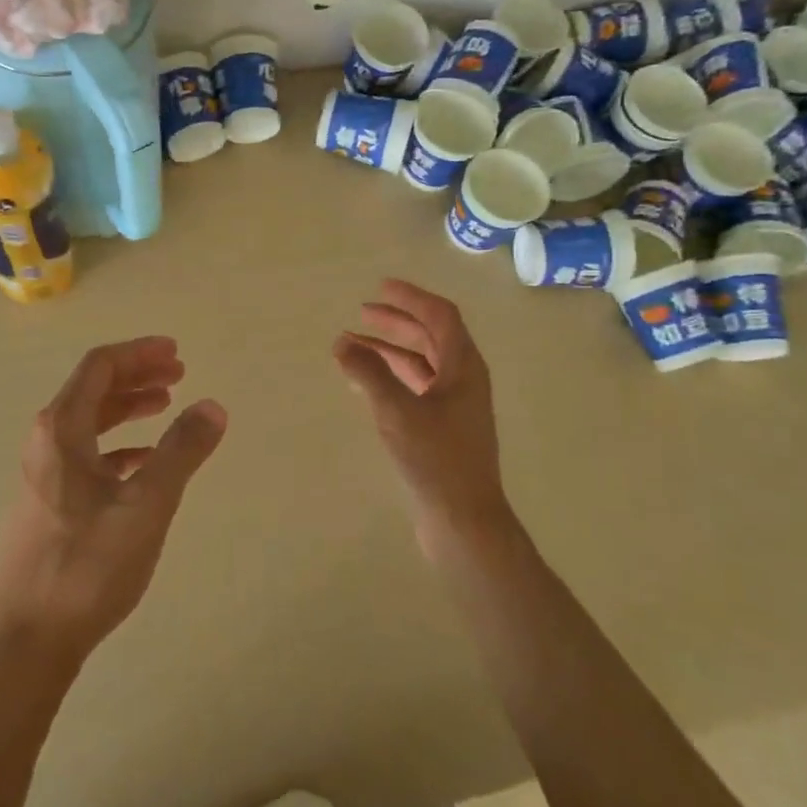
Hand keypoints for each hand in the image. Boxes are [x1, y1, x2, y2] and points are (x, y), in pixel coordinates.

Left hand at [0, 337, 226, 663]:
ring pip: (90, 423)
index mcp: (61, 430)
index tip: (176, 352)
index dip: (139, 353)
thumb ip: (181, 452)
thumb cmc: (86, 565)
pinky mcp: (48, 504)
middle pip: (93, 390)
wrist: (27, 639)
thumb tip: (213, 406)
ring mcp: (43, 474)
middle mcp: (46, 443)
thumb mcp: (146, 505)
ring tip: (166, 406)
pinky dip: (118, 446)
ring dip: (128, 408)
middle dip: (137, 376)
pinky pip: (87, 455)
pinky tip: (144, 461)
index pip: (100, 367)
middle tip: (178, 374)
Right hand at [334, 280, 511, 544]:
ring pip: (421, 363)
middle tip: (362, 314)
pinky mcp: (443, 428)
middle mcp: (464, 379)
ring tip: (352, 346)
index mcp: (464, 366)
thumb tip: (342, 343)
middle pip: (430, 336)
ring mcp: (455, 405)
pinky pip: (416, 387)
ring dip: (390, 350)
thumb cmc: (435, 458)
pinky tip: (366, 382)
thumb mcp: (397, 410)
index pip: (440, 316)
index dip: (411, 297)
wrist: (464, 519)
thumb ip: (369, 373)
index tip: (381, 287)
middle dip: (397, 322)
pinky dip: (392, 377)